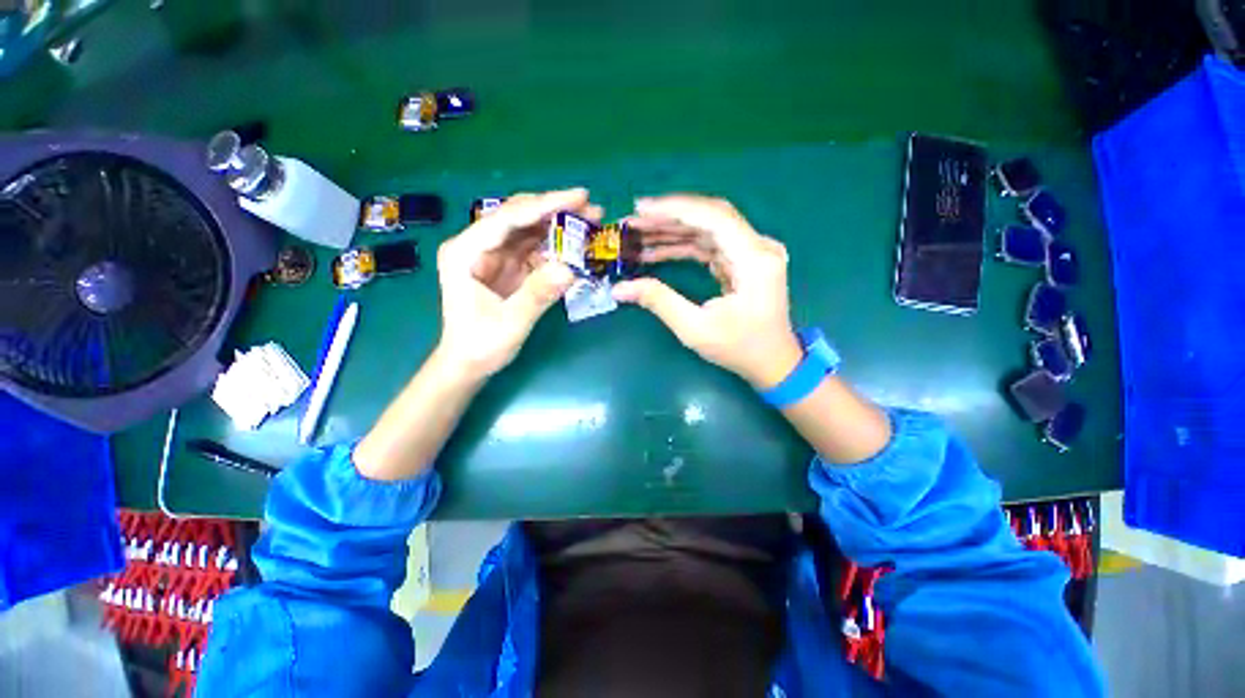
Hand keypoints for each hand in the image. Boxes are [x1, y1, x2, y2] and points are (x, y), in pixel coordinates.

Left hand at [435, 188, 600, 379]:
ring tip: (591, 223)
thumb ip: (537, 294)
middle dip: (555, 211)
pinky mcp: (507, 268)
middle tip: (592, 209)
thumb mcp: (510, 323)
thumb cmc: (480, 345)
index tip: (579, 197)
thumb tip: (569, 269)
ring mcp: (493, 256)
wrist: (468, 364)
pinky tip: (576, 247)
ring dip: (559, 226)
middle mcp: (478, 246)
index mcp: (466, 252)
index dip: (545, 205)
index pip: (508, 218)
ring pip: (529, 230)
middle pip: (519, 217)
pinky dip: (556, 247)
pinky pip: (534, 250)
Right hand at [612, 195, 802, 388]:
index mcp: (755, 259)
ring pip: (706, 230)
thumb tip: (620, 288)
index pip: (714, 217)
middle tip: (632, 222)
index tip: (641, 208)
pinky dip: (682, 246)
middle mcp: (758, 247)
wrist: (772, 363)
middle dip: (668, 218)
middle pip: (709, 218)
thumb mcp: (695, 329)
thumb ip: (659, 301)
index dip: (675, 209)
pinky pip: (709, 246)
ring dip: (671, 231)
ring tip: (637, 235)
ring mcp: (752, 253)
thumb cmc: (740, 349)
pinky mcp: (743, 261)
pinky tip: (656, 251)